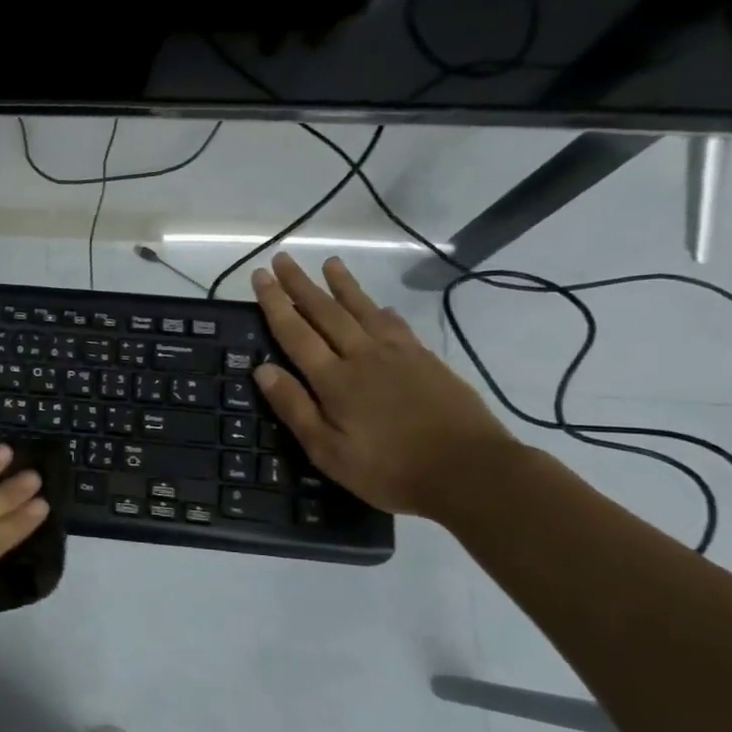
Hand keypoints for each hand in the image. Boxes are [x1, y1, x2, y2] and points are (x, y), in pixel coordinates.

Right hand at [249, 254, 519, 518]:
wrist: (471, 472)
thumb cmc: (389, 469)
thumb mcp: (327, 451)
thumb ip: (294, 407)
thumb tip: (261, 369)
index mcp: (334, 380)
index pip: (295, 332)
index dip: (275, 303)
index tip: (260, 275)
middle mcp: (362, 356)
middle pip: (326, 312)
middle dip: (301, 285)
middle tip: (283, 259)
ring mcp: (399, 355)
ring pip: (363, 310)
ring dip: (343, 285)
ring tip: (330, 263)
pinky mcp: (427, 361)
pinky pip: (397, 325)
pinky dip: (382, 310)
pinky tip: (379, 305)